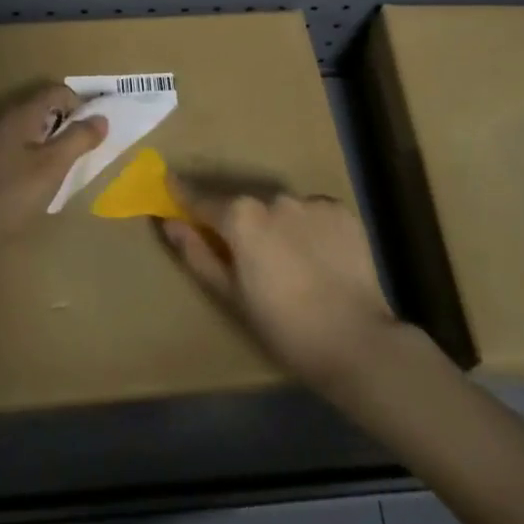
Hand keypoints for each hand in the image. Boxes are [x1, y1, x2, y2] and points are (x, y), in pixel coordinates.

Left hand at [0, 84, 107, 243]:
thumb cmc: (14, 191)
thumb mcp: (54, 164)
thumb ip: (79, 138)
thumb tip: (102, 118)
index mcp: (23, 115)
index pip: (57, 92)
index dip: (81, 103)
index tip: (97, 126)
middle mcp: (9, 122)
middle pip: (46, 110)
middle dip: (70, 122)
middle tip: (90, 144)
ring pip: (35, 131)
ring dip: (56, 140)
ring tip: (73, 161)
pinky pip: (25, 150)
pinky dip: (41, 155)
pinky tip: (48, 177)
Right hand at [159, 190, 398, 387]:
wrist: (354, 340)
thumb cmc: (282, 325)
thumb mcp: (230, 294)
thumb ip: (197, 253)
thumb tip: (169, 221)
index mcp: (240, 216)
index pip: (202, 199)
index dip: (183, 194)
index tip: (169, 182)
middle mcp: (273, 198)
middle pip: (246, 206)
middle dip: (241, 223)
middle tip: (248, 255)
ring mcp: (310, 201)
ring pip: (282, 209)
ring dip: (277, 225)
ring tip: (289, 261)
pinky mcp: (341, 211)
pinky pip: (313, 213)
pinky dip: (308, 228)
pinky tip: (317, 257)